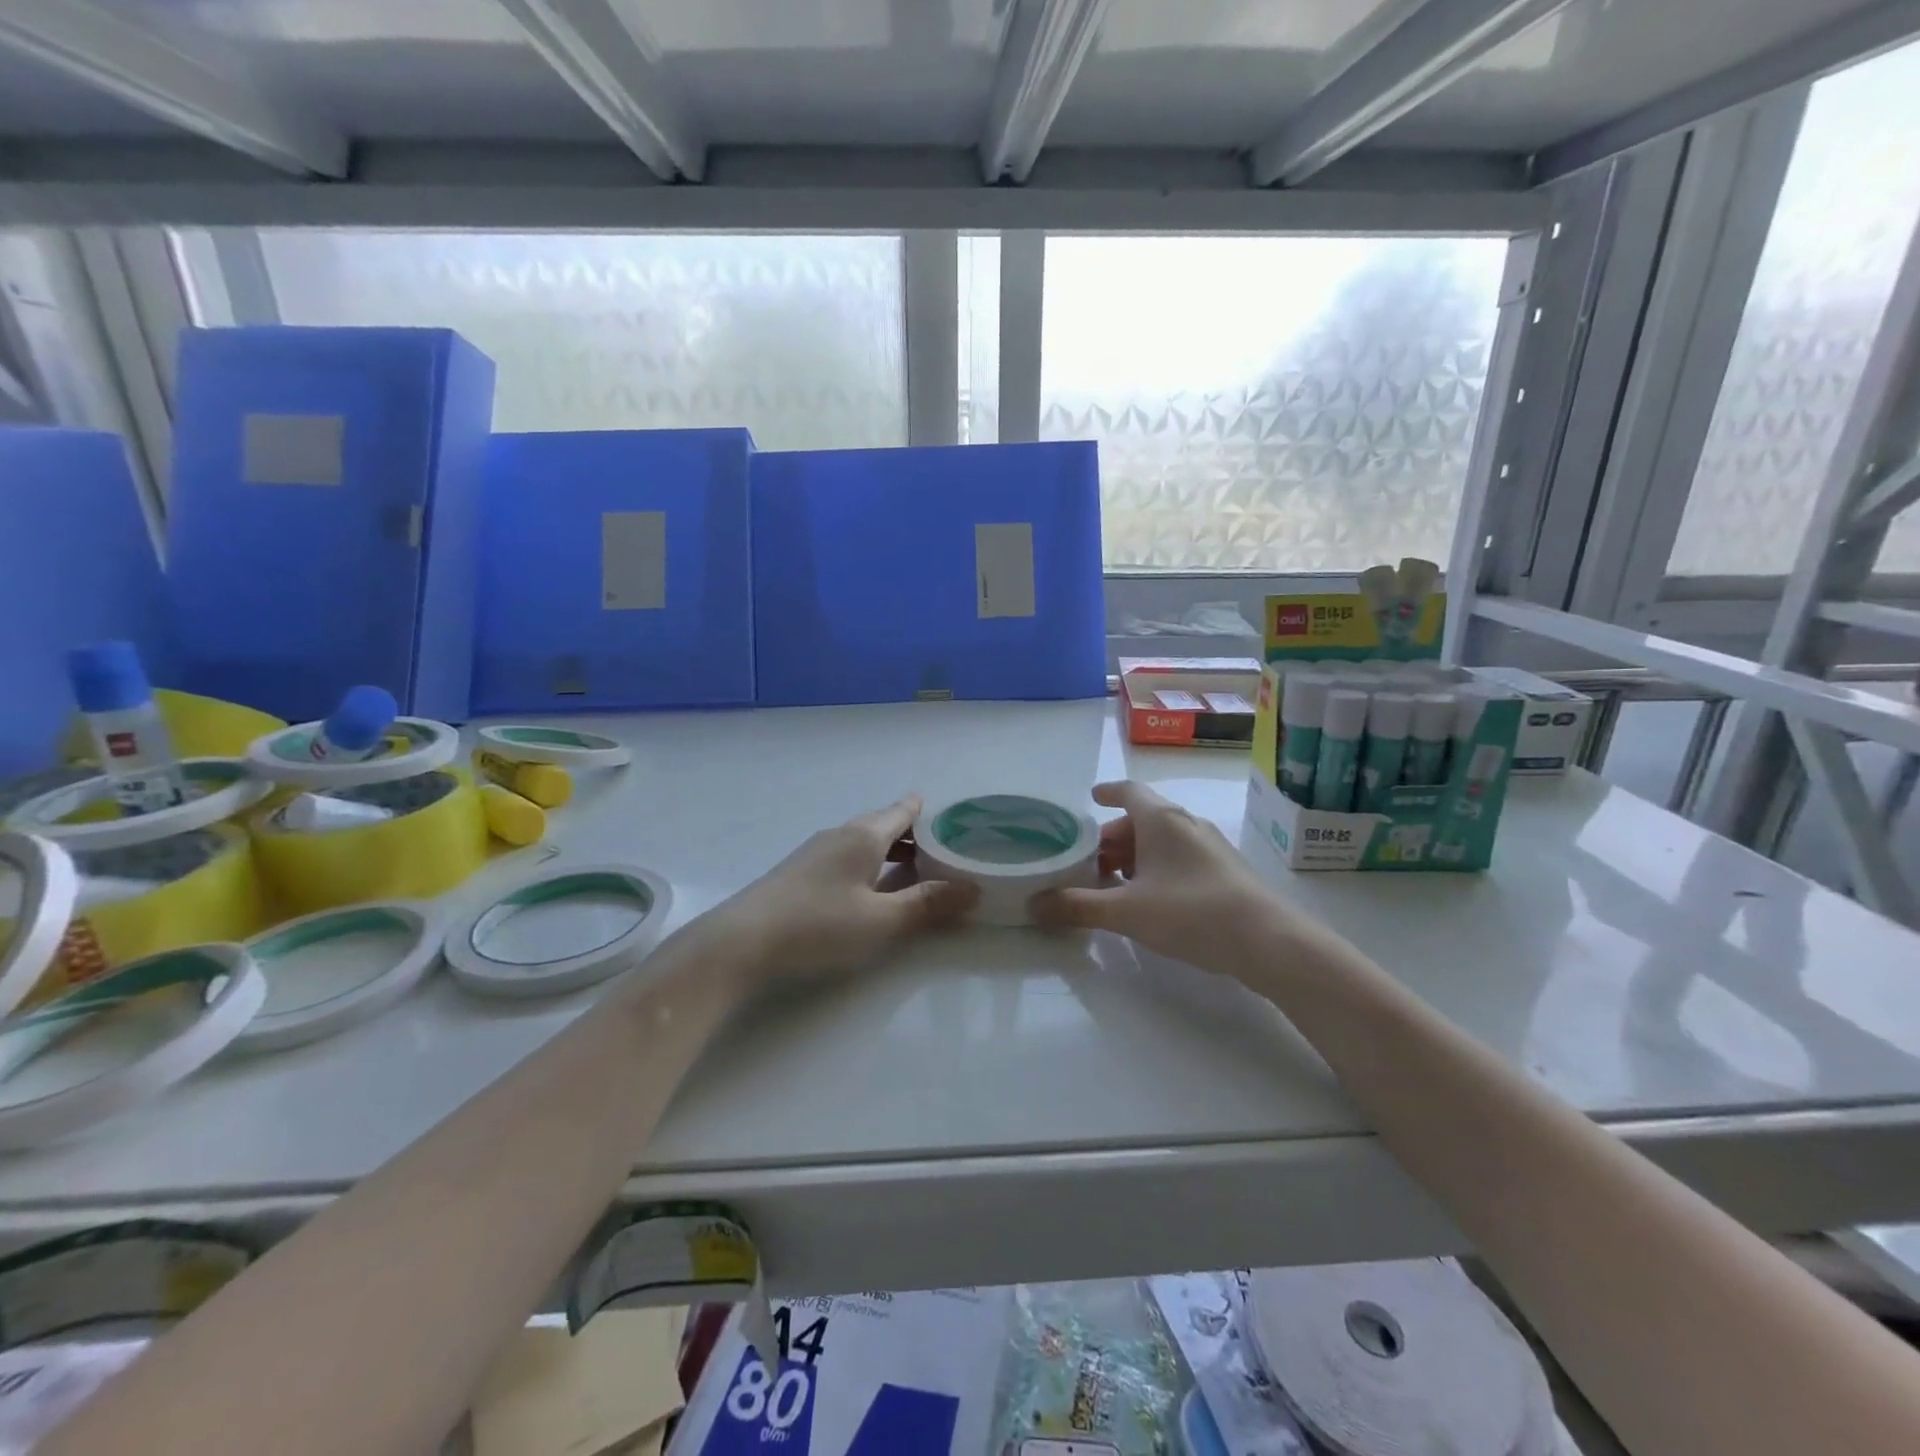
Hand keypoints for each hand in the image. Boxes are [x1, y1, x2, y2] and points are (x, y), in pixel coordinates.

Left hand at [706, 796, 977, 991]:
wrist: (740, 942)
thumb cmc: (818, 925)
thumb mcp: (881, 920)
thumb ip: (927, 904)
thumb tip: (972, 888)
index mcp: (863, 836)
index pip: (901, 812)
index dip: (923, 810)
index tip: (946, 812)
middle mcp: (839, 835)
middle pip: (881, 825)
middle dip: (910, 833)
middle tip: (939, 845)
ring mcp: (814, 852)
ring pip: (861, 841)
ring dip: (888, 850)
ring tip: (911, 866)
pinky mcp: (798, 873)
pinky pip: (844, 856)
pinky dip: (867, 863)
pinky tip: (867, 885)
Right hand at [1031, 781, 1280, 973]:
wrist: (1269, 941)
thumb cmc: (1191, 912)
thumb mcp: (1126, 912)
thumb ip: (1078, 906)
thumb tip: (1033, 905)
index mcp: (1161, 819)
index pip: (1128, 791)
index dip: (1106, 792)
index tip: (1091, 797)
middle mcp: (1186, 824)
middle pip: (1142, 819)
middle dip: (1113, 838)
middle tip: (1090, 862)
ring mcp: (1210, 847)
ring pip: (1162, 840)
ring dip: (1136, 856)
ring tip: (1115, 884)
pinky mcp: (1225, 871)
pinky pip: (1181, 858)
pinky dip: (1158, 868)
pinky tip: (1151, 899)